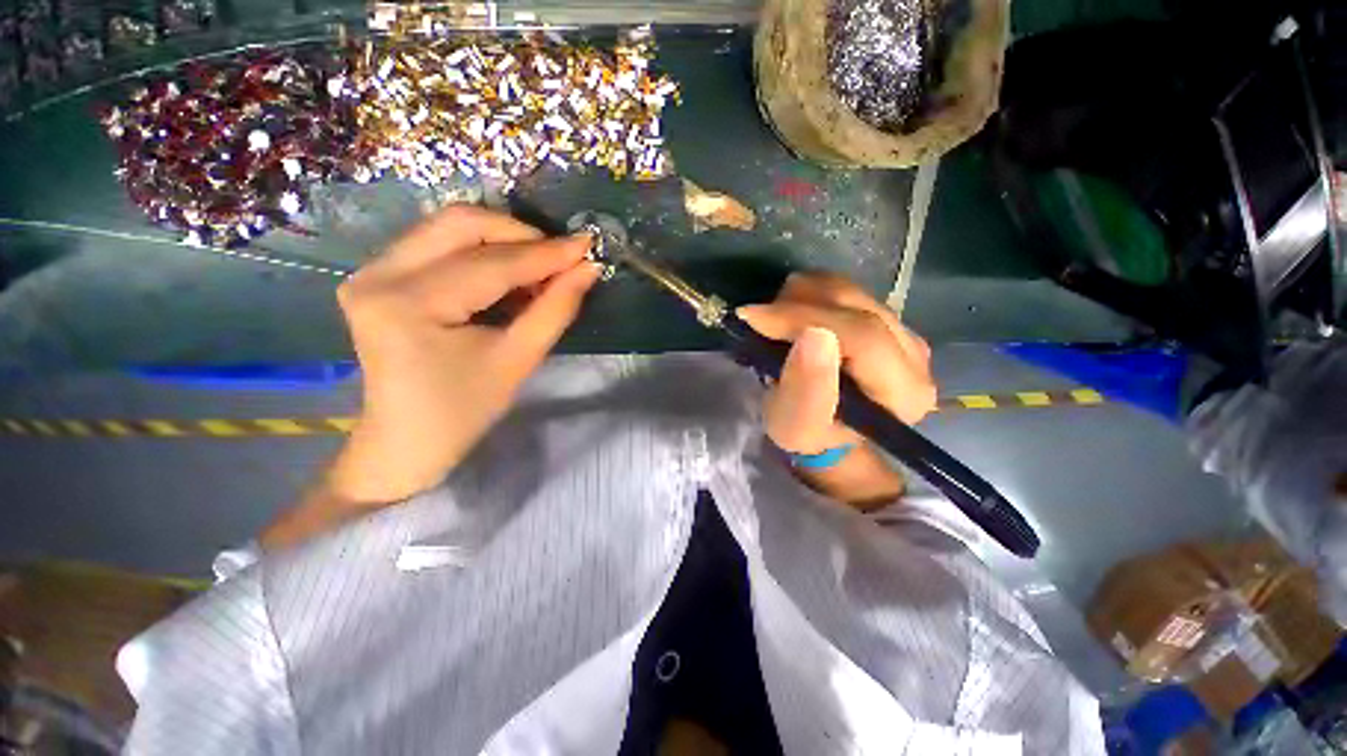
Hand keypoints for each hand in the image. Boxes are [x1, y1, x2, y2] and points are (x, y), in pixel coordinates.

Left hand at [328, 205, 599, 504]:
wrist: (406, 440)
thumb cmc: (465, 410)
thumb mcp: (518, 361)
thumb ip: (556, 309)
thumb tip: (587, 269)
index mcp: (410, 304)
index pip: (492, 264)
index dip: (546, 253)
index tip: (587, 245)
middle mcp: (380, 275)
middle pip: (461, 224)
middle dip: (521, 235)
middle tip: (560, 258)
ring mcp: (372, 271)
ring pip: (449, 227)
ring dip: (503, 241)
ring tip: (539, 270)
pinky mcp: (378, 276)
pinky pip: (438, 243)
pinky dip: (481, 251)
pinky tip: (508, 275)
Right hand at [737, 273, 935, 507]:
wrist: (828, 427)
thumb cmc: (810, 434)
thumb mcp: (797, 427)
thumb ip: (806, 390)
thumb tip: (813, 333)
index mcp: (904, 392)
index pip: (862, 336)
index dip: (805, 319)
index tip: (755, 317)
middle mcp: (915, 356)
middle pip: (856, 306)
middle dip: (797, 305)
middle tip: (758, 319)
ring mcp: (904, 331)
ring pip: (848, 290)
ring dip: (801, 298)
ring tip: (774, 322)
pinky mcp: (887, 317)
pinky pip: (845, 288)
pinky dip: (809, 294)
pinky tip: (792, 315)